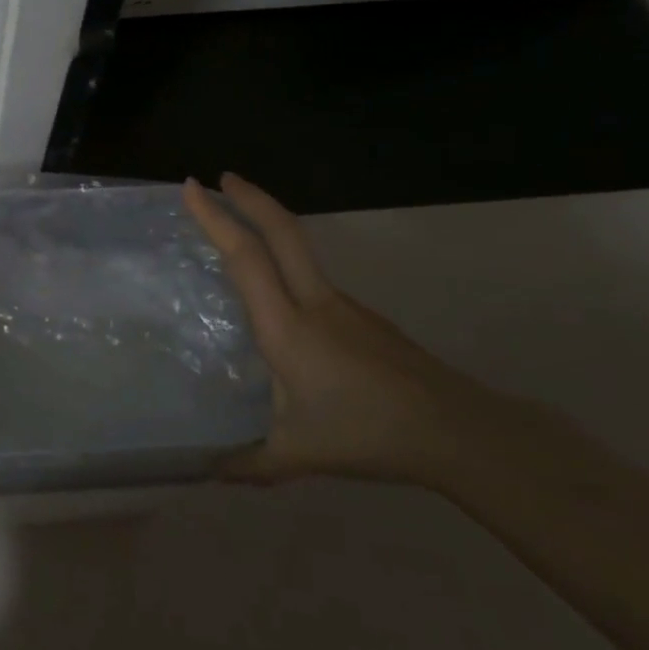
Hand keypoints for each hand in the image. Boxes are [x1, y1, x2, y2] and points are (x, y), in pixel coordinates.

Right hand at [184, 174, 484, 483]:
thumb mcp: (297, 454)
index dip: (216, 218)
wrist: (456, 432)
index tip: (192, 187)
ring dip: (270, 227)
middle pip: (284, 230)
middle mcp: (314, 302)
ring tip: (240, 233)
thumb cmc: (366, 434)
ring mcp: (344, 306)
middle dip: (250, 196)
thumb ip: (247, 463)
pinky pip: (314, 279)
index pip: (246, 257)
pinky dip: (287, 263)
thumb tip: (205, 471)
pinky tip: (281, 302)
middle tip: (220, 177)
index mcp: (287, 327)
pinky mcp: (363, 317)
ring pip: (301, 251)